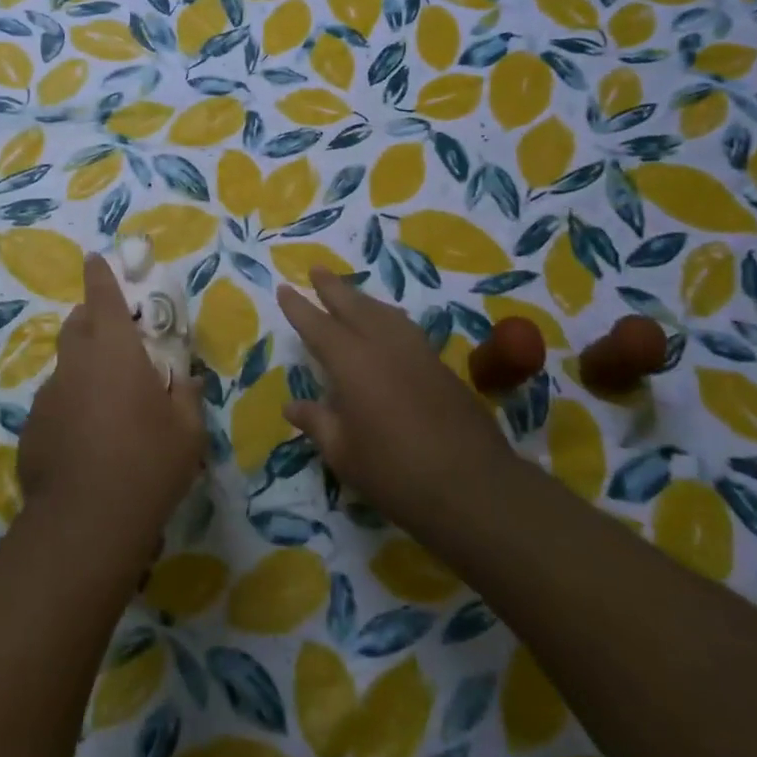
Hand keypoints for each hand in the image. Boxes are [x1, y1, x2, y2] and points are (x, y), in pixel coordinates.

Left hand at [18, 254, 204, 561]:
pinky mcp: (31, 428)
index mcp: (114, 350)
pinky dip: (70, 405)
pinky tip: (86, 440)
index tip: (96, 259)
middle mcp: (75, 363)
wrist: (85, 522)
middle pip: (77, 324)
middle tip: (117, 340)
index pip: (102, 295)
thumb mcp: (188, 431)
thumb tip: (189, 381)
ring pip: (65, 366)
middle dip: (93, 320)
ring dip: (83, 368)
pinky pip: (55, 402)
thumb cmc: (148, 463)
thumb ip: (188, 396)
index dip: (100, 274)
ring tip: (107, 402)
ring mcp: (47, 395)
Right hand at [277, 268, 515, 538]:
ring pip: (385, 312)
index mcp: (352, 363)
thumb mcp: (343, 453)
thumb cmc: (395, 473)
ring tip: (350, 293)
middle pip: (354, 306)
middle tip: (316, 269)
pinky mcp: (441, 367)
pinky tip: (388, 326)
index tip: (284, 288)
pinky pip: (406, 328)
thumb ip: (317, 423)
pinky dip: (388, 317)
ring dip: (363, 299)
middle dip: (333, 287)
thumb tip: (291, 406)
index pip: (318, 326)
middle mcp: (384, 346)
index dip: (299, 308)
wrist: (473, 488)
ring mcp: (417, 353)